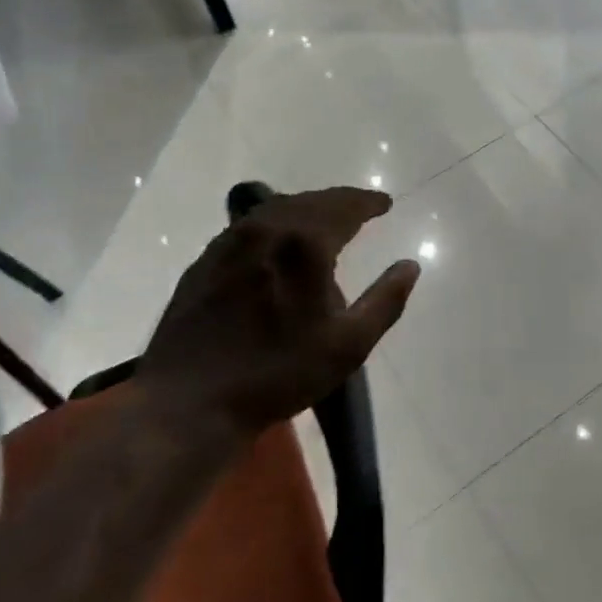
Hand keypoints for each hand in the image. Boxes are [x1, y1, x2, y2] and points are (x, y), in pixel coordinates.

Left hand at [136, 187, 420, 438]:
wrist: (191, 401)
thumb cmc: (278, 373)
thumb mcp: (348, 346)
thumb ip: (385, 301)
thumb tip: (410, 265)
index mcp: (304, 243)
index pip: (344, 207)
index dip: (368, 202)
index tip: (385, 203)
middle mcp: (266, 229)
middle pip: (310, 201)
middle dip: (340, 201)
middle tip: (360, 208)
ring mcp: (230, 242)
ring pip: (277, 208)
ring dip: (307, 207)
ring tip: (324, 219)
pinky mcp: (206, 260)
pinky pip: (250, 226)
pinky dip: (276, 222)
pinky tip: (278, 240)